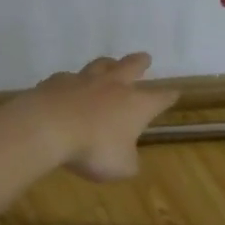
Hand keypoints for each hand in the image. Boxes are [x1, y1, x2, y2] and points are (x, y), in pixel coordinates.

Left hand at [18, 53, 179, 181]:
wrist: (49, 127)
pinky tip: (67, 87)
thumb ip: (129, 161)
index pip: (160, 98)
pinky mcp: (56, 82)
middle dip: (140, 63)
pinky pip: (67, 79)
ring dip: (107, 64)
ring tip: (109, 63)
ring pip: (100, 66)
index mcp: (137, 105)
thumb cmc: (94, 149)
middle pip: (131, 67)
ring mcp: (83, 80)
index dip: (169, 96)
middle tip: (145, 58)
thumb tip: (128, 158)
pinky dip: (70, 83)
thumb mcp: (121, 167)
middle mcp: (114, 86)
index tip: (175, 93)